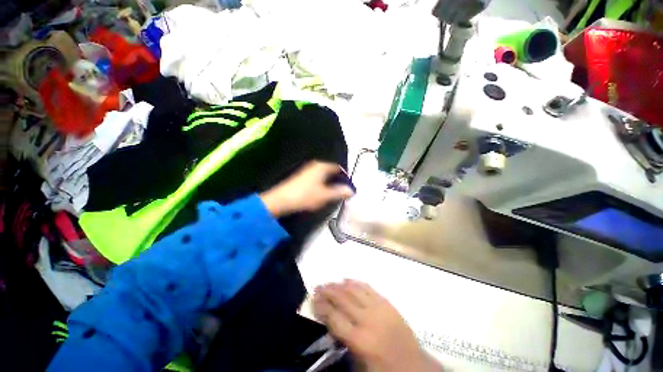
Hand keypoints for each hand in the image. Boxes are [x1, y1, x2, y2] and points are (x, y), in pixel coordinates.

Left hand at [259, 161, 353, 216]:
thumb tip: (351, 190)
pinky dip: (323, 183)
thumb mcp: (325, 195)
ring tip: (334, 192)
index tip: (349, 184)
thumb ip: (339, 192)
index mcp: (322, 166)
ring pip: (324, 174)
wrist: (282, 200)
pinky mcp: (302, 177)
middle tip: (343, 189)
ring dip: (330, 182)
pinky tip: (322, 192)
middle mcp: (315, 165)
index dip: (345, 175)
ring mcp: (308, 170)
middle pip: (331, 170)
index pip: (338, 167)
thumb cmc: (305, 195)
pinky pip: (317, 177)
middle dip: (338, 179)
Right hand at [313, 280, 441, 371]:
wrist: (414, 366)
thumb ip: (344, 343)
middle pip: (343, 300)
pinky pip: (368, 288)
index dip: (322, 306)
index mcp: (360, 340)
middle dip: (328, 292)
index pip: (334, 318)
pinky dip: (356, 282)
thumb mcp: (359, 365)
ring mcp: (379, 308)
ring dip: (340, 285)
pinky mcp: (387, 303)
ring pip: (354, 290)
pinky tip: (348, 279)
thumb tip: (331, 322)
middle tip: (318, 286)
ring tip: (329, 282)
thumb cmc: (384, 369)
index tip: (313, 299)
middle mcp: (367, 320)